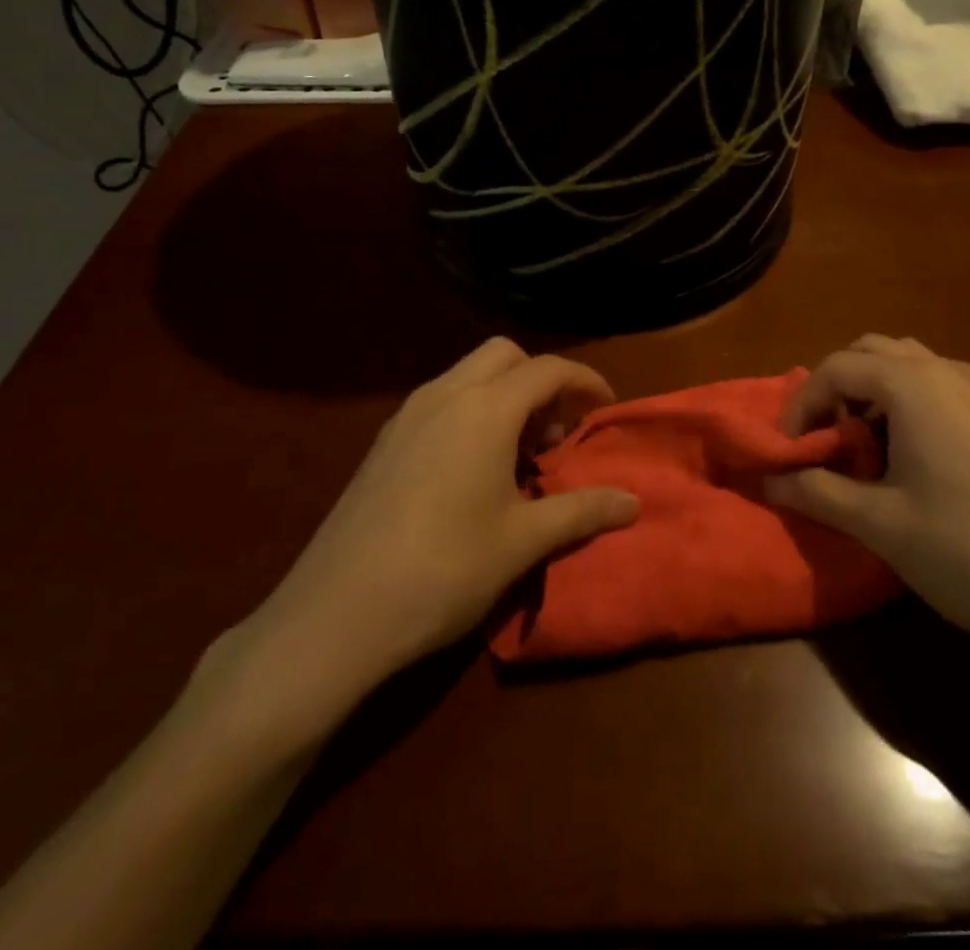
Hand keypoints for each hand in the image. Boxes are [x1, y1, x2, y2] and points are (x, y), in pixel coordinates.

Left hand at [198, 339, 638, 761]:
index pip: (548, 369)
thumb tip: (634, 502)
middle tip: (556, 432)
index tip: (606, 407)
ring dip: (503, 395)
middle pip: (504, 355)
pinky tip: (472, 472)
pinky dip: (471, 412)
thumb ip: (583, 511)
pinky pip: (441, 400)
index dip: (585, 380)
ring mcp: (408, 415)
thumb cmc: (443, 570)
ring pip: (468, 374)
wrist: (335, 614)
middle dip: (539, 379)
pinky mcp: (384, 441)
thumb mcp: (523, 541)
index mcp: (485, 409)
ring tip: (518, 455)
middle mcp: (445, 394)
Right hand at [765, 335, 969, 652]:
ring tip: (864, 451)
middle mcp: (945, 370)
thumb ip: (818, 492)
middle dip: (836, 390)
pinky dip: (905, 404)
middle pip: (870, 353)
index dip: (801, 406)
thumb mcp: (882, 525)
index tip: (788, 452)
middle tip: (825, 442)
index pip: (834, 368)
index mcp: (912, 384)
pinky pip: (936, 386)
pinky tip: (911, 461)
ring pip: (906, 365)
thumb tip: (770, 480)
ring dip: (871, 395)